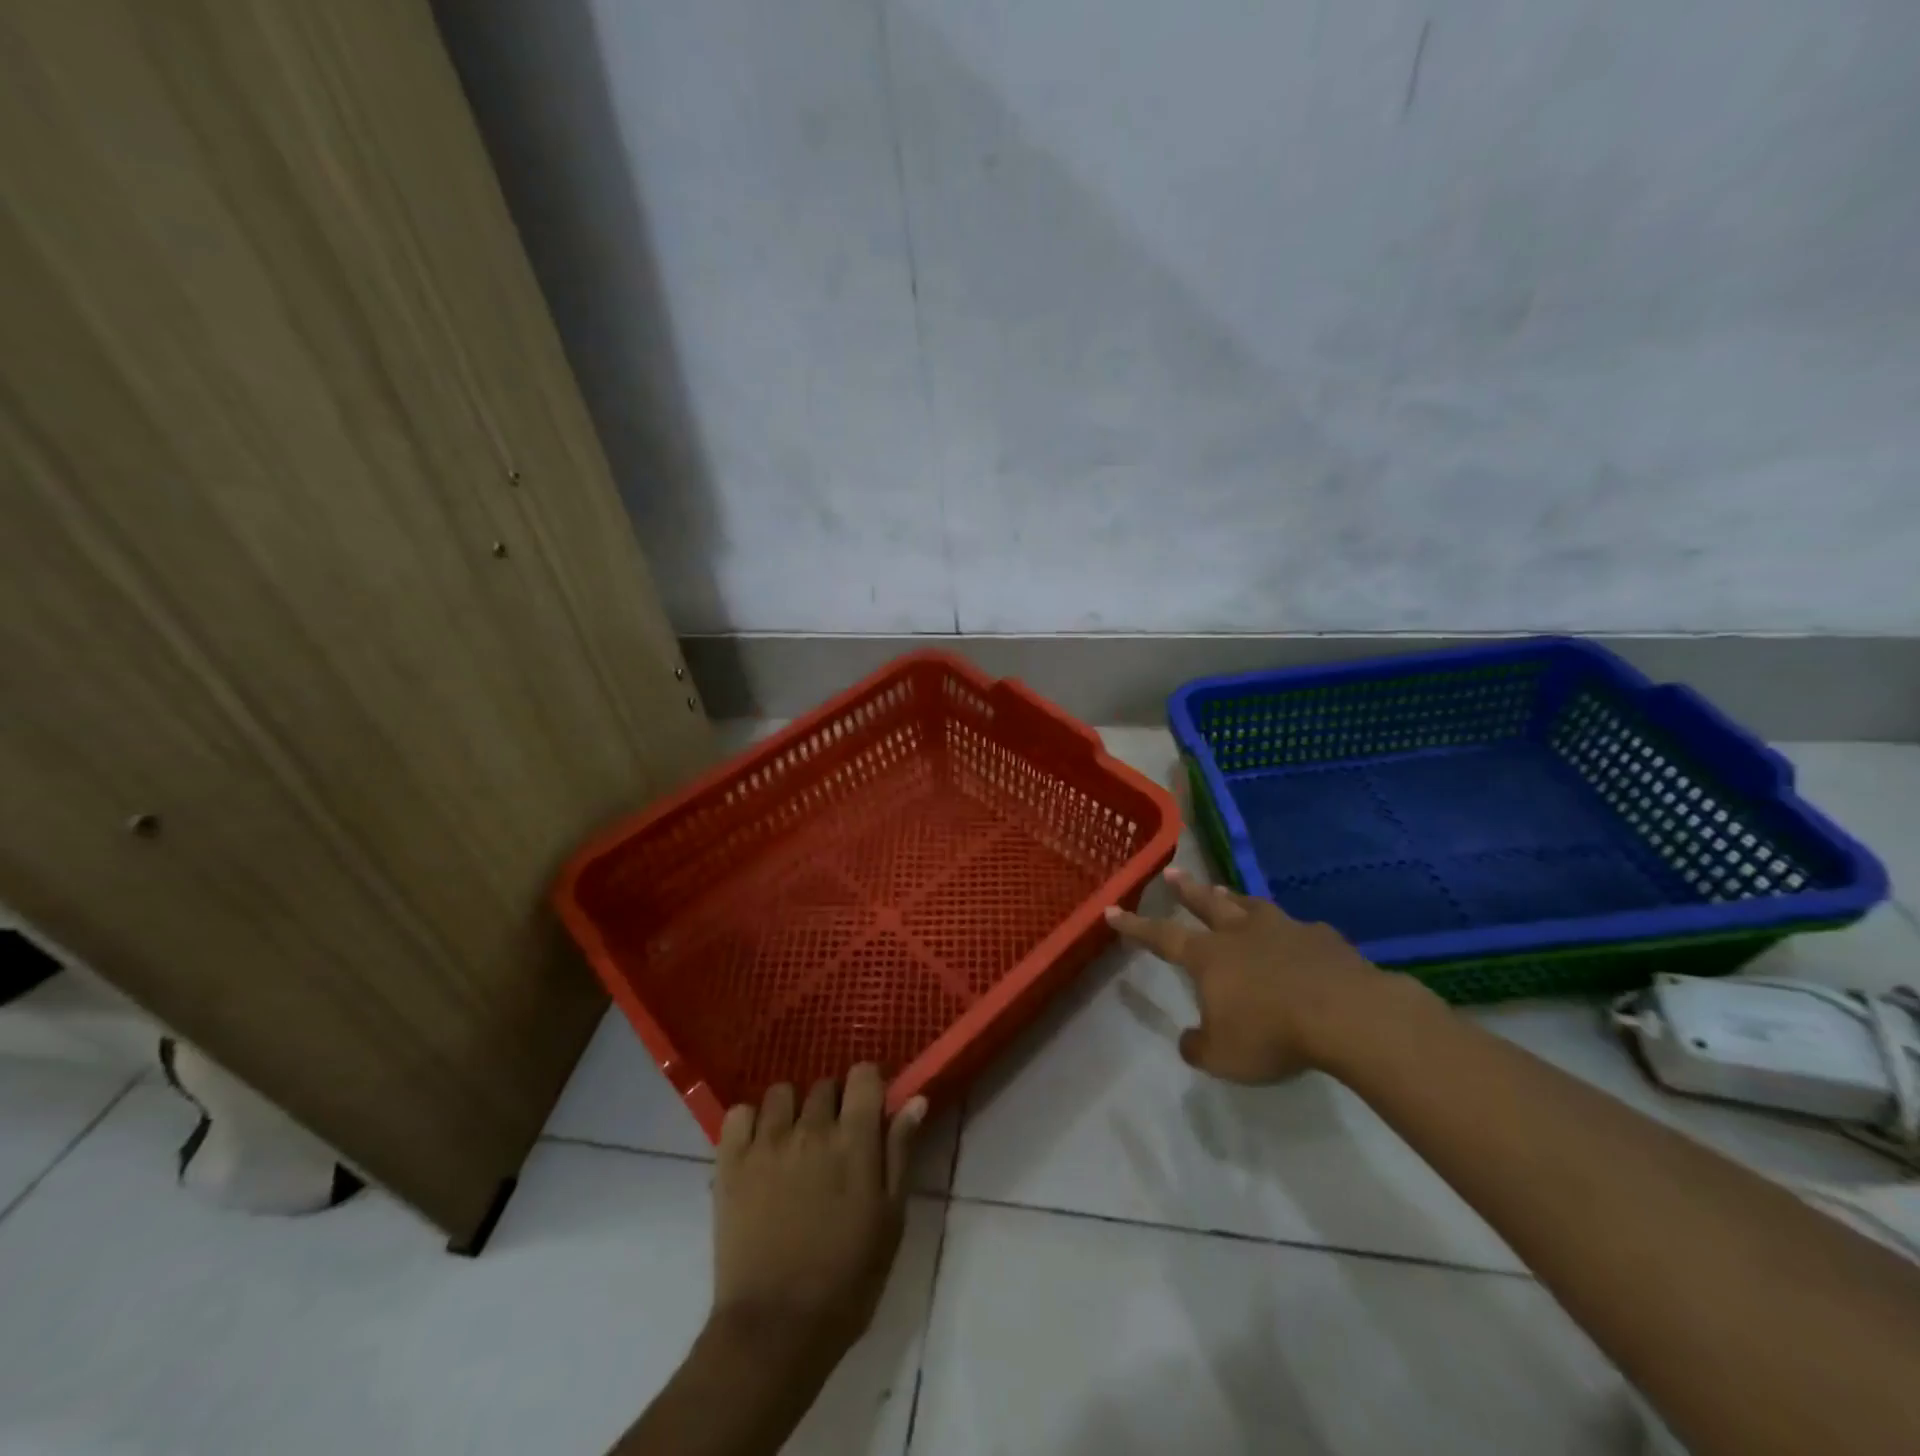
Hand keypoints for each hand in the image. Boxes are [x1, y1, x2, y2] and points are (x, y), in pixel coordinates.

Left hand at [709, 1066, 925, 1369]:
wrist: (775, 1331)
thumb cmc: (847, 1280)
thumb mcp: (890, 1220)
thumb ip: (900, 1153)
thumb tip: (915, 1099)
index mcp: (854, 1140)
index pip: (863, 1074)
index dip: (869, 1084)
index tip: (870, 1107)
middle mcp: (811, 1128)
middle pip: (824, 1084)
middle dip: (833, 1104)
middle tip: (834, 1141)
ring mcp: (767, 1142)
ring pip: (781, 1093)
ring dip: (791, 1110)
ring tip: (793, 1143)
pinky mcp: (731, 1162)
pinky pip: (738, 1114)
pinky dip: (749, 1122)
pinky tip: (758, 1147)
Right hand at [1105, 867, 1403, 1081]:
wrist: (1347, 1015)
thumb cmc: (1272, 1033)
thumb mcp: (1223, 1056)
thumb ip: (1199, 1046)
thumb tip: (1190, 1039)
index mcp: (1209, 956)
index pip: (1161, 936)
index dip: (1135, 925)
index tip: (1112, 909)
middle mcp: (1241, 933)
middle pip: (1207, 904)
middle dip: (1186, 890)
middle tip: (1172, 872)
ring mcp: (1284, 930)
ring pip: (1250, 906)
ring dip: (1233, 898)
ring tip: (1224, 890)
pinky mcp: (1323, 939)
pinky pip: (1298, 928)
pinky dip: (1288, 930)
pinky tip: (1296, 934)